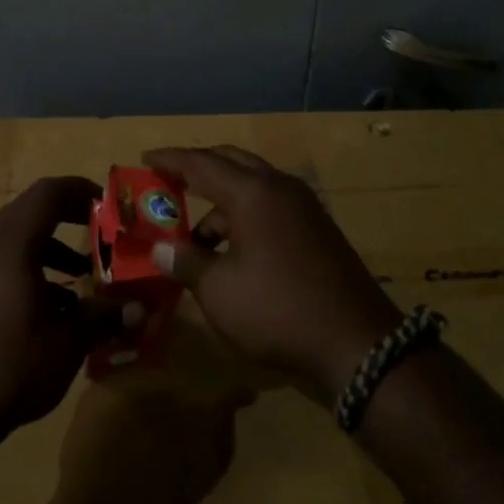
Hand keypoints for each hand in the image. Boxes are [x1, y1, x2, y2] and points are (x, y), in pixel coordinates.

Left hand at [0, 176, 115, 442]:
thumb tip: (141, 310)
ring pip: (17, 240)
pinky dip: (32, 270)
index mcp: (11, 245)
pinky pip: (3, 264)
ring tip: (84, 275)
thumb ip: (105, 316)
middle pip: (31, 212)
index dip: (81, 190)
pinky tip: (54, 309)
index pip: (47, 193)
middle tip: (102, 233)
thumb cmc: (12, 366)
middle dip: (69, 217)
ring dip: (52, 248)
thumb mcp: (69, 341)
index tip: (109, 205)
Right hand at [144, 146, 400, 401]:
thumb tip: (160, 248)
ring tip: (196, 237)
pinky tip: (234, 251)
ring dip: (221, 201)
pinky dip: (246, 216)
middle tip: (169, 181)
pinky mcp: (318, 231)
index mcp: (252, 192)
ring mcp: (304, 208)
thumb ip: (185, 262)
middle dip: (198, 168)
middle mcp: (279, 188)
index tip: (144, 158)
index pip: (200, 163)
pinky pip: (272, 206)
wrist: (359, 345)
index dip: (169, 160)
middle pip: (231, 161)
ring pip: (254, 186)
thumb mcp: (218, 290)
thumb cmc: (277, 310)